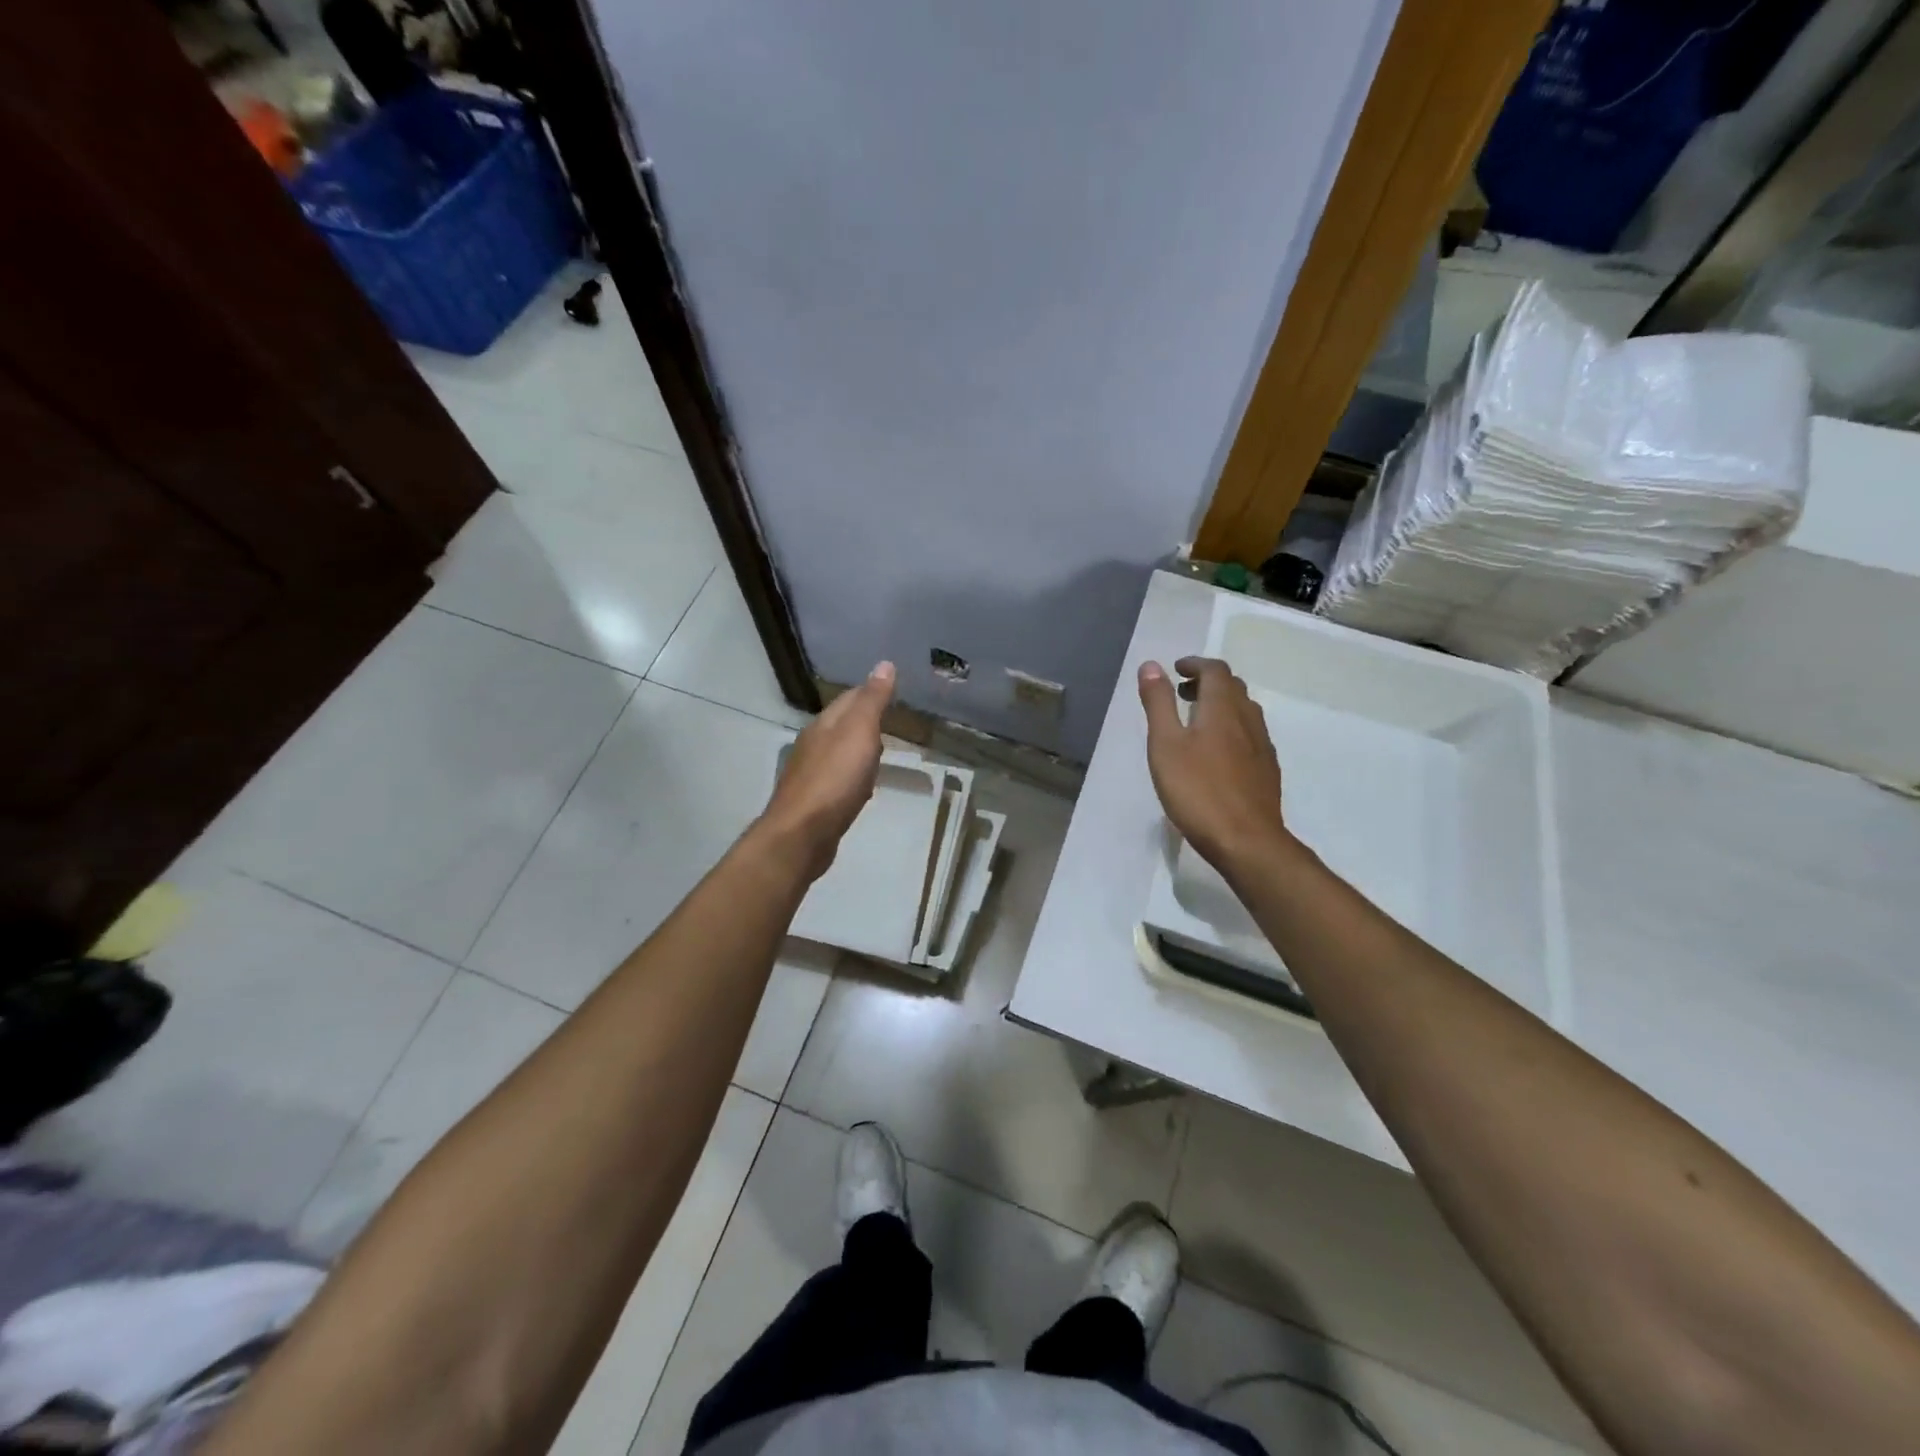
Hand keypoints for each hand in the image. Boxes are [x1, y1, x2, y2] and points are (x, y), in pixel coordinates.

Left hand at [757, 662, 895, 877]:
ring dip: (859, 749)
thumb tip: (884, 664)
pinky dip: (854, 776)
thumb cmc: (834, 780)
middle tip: (893, 718)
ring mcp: (811, 774)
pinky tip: (863, 786)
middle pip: (842, 725)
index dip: (871, 691)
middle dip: (865, 720)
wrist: (802, 834)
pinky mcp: (815, 802)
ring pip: (840, 752)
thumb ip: (872, 700)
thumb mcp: (859, 733)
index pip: (849, 698)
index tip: (894, 689)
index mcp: (824, 725)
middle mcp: (813, 745)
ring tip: (882, 750)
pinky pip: (839, 780)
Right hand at [1138, 657, 1290, 872]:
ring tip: (1196, 721)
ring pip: (1244, 711)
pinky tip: (1216, 753)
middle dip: (1207, 682)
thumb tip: (1151, 665)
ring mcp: (1262, 746)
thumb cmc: (1197, 790)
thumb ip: (1158, 703)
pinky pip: (1250, 735)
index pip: (1215, 671)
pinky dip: (1231, 728)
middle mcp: (1248, 720)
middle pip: (1233, 688)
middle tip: (1181, 693)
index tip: (1176, 670)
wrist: (1246, 840)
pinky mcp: (1267, 770)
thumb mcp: (1165, 745)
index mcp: (1223, 709)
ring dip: (1221, 705)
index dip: (1195, 664)